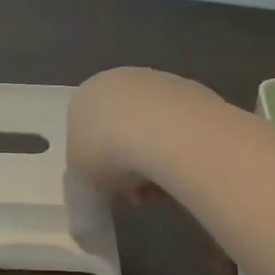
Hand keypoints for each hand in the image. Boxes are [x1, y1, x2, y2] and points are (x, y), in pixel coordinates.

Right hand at [67, 66, 217, 199]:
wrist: (164, 131)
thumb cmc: (108, 152)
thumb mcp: (81, 178)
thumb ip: (86, 177)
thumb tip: (101, 183)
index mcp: (85, 95)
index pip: (86, 131)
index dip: (97, 164)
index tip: (110, 188)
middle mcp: (119, 80)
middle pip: (122, 129)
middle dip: (129, 163)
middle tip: (138, 194)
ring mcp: (159, 82)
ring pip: (153, 130)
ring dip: (155, 160)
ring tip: (164, 191)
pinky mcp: (193, 91)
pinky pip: (180, 128)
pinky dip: (180, 150)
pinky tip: (184, 171)